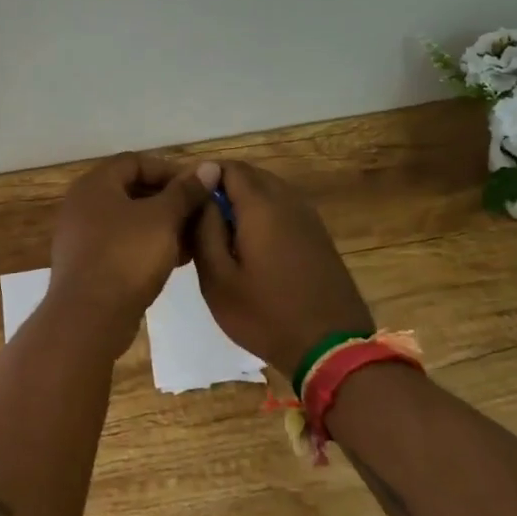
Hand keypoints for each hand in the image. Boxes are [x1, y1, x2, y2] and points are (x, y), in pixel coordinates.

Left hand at [49, 153, 211, 333]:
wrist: (90, 317)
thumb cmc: (127, 256)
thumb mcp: (163, 219)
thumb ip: (186, 191)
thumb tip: (208, 167)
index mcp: (95, 184)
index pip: (135, 162)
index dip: (169, 170)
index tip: (198, 187)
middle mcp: (83, 205)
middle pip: (132, 191)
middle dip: (169, 201)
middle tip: (199, 214)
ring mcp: (82, 237)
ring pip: (129, 221)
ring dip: (162, 226)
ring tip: (194, 239)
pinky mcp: (88, 265)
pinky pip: (122, 245)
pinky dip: (148, 246)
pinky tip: (176, 260)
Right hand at [190, 159, 373, 375]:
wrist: (331, 348)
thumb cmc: (265, 314)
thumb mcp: (218, 279)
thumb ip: (204, 230)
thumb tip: (200, 195)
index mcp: (261, 206)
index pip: (229, 167)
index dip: (203, 176)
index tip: (186, 200)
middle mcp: (288, 201)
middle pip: (251, 175)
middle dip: (223, 188)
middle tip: (199, 219)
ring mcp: (308, 218)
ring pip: (269, 191)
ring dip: (243, 202)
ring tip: (221, 234)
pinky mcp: (318, 236)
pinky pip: (284, 209)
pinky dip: (263, 215)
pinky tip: (251, 247)